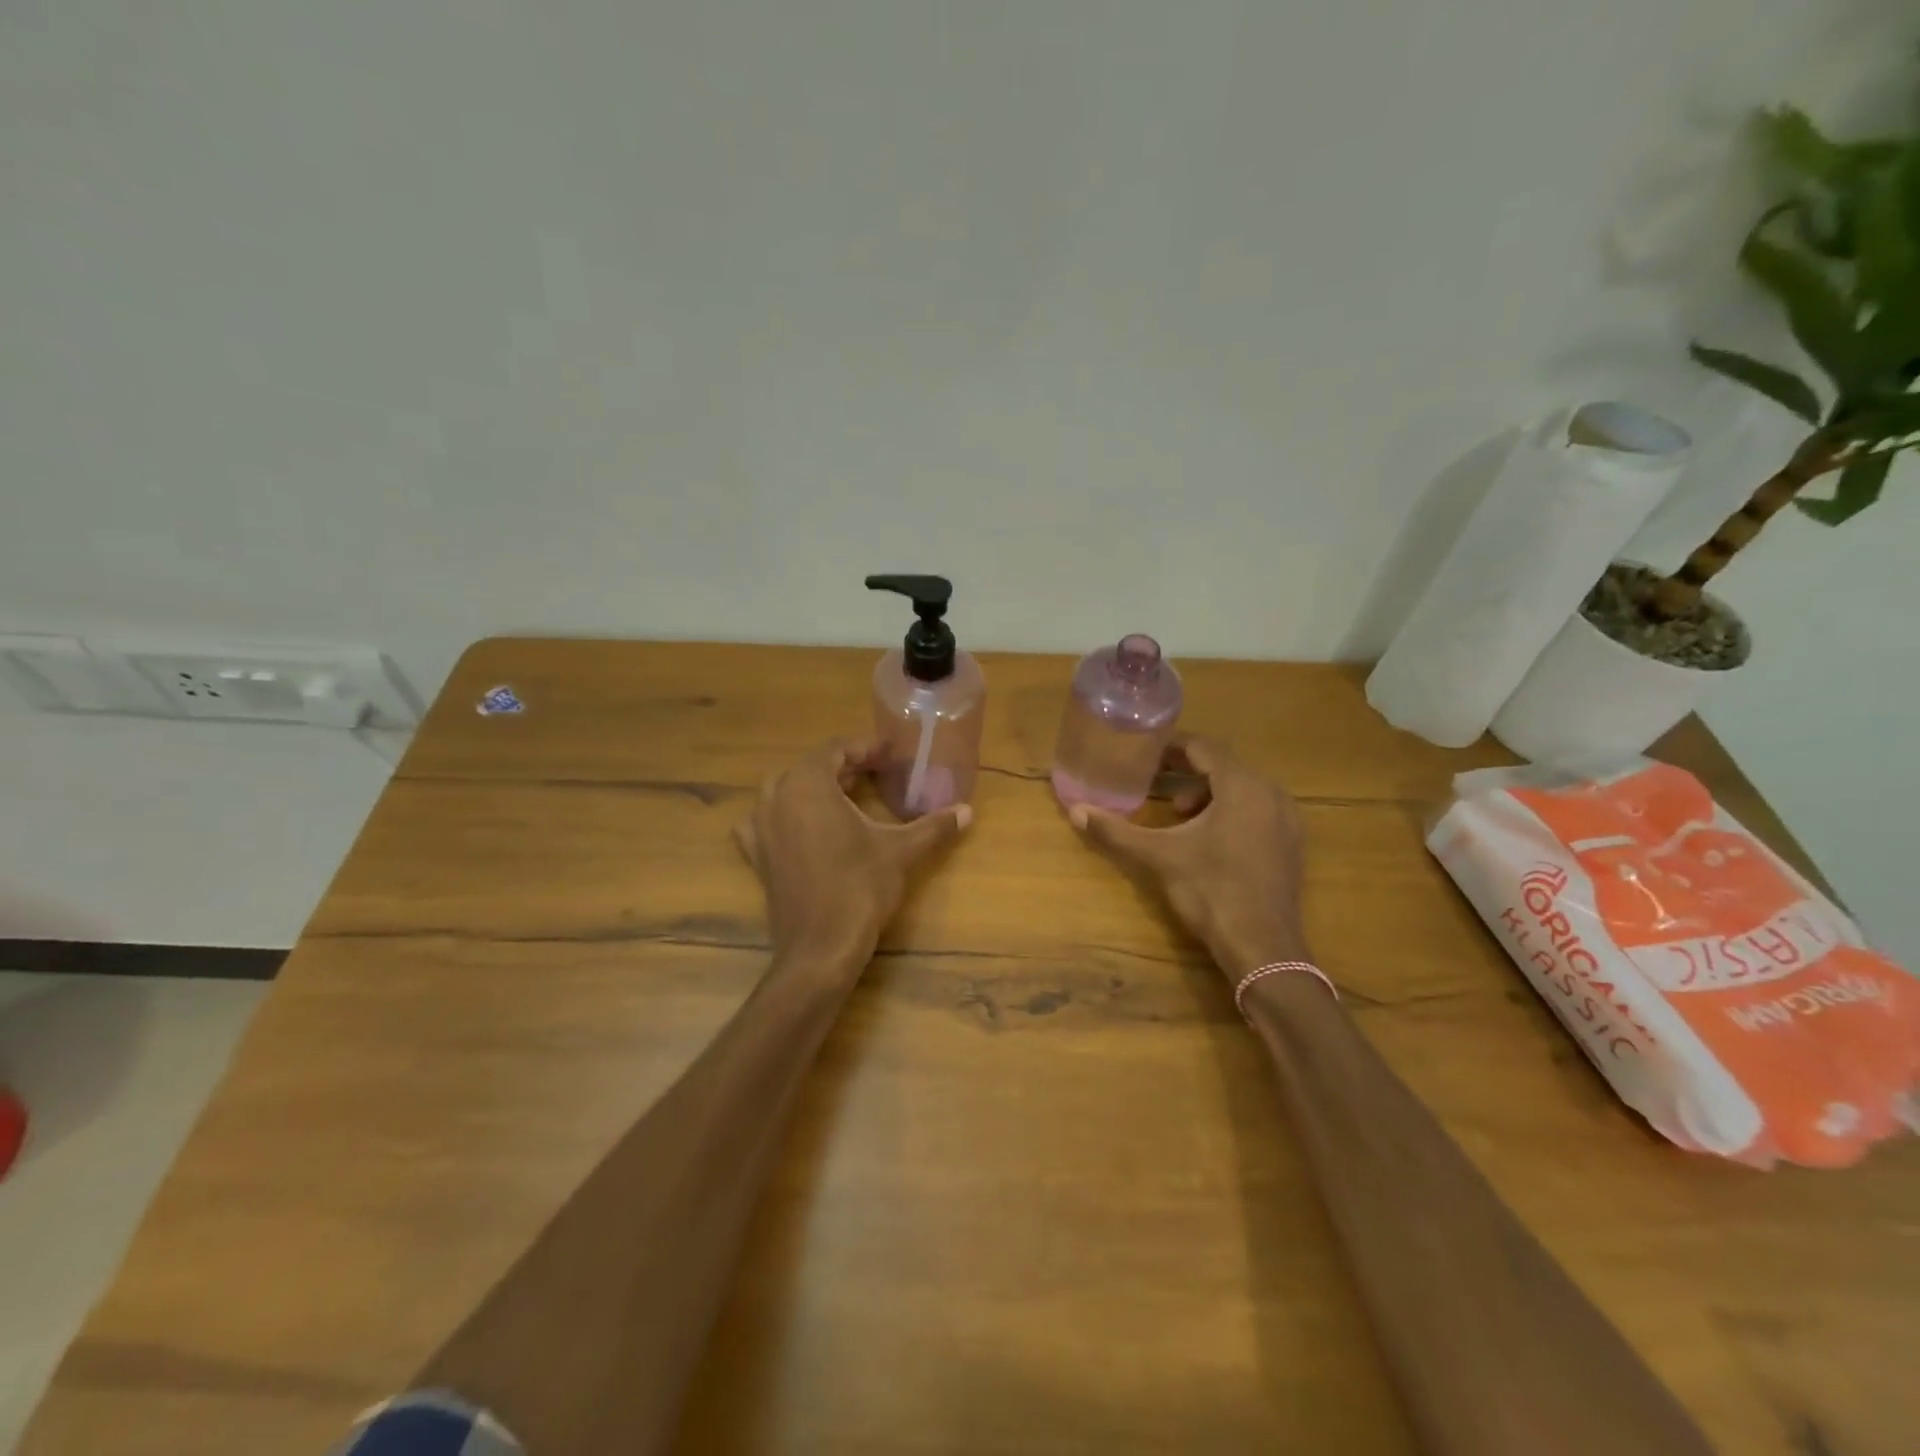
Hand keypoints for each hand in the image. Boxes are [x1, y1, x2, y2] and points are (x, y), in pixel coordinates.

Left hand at [736, 739, 971, 971]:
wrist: (820, 947)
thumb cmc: (860, 888)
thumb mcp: (901, 851)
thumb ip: (933, 825)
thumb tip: (967, 810)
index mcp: (808, 785)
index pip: (836, 749)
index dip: (866, 748)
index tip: (891, 754)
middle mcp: (777, 798)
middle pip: (810, 767)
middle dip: (843, 766)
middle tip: (876, 774)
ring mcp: (761, 827)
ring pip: (785, 790)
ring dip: (814, 788)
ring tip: (846, 797)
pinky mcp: (757, 855)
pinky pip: (765, 821)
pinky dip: (785, 815)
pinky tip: (802, 827)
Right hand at [1069, 736, 1309, 978]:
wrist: (1263, 947)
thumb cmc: (1211, 891)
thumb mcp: (1159, 857)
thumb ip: (1117, 831)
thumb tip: (1076, 811)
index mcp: (1242, 786)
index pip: (1203, 748)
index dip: (1170, 747)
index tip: (1144, 752)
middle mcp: (1271, 793)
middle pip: (1223, 766)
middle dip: (1186, 772)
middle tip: (1152, 781)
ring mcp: (1286, 820)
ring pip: (1241, 789)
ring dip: (1207, 793)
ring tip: (1179, 815)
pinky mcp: (1290, 844)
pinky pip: (1256, 810)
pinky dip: (1229, 811)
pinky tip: (1207, 839)